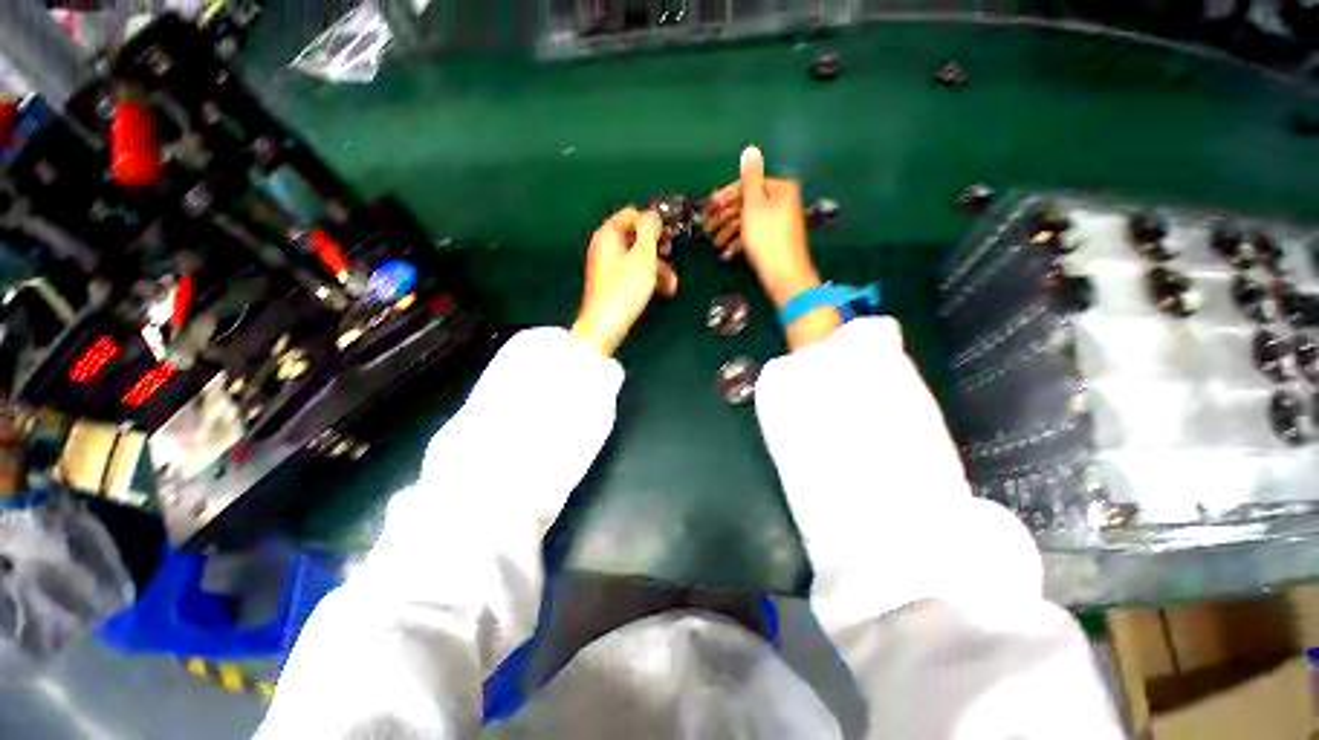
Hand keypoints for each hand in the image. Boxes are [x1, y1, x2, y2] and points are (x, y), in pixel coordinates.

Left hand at [571, 207, 678, 355]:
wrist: (605, 326)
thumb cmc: (625, 290)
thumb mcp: (643, 257)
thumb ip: (649, 230)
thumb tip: (653, 215)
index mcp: (608, 234)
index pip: (633, 214)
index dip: (652, 222)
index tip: (667, 235)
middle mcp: (606, 246)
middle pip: (637, 236)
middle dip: (658, 248)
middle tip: (670, 256)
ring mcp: (609, 265)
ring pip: (639, 256)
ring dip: (659, 267)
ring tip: (672, 285)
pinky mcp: (614, 282)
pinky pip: (634, 271)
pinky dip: (649, 278)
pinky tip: (663, 291)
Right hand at [703, 146, 839, 348]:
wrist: (783, 273)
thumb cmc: (766, 236)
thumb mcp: (754, 203)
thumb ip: (750, 177)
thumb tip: (750, 149)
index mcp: (779, 189)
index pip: (747, 185)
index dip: (725, 196)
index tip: (708, 208)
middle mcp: (781, 202)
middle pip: (746, 204)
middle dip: (724, 217)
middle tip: (706, 228)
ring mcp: (778, 223)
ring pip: (748, 221)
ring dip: (728, 231)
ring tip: (714, 244)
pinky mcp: (773, 241)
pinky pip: (753, 236)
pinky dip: (739, 242)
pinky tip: (726, 253)